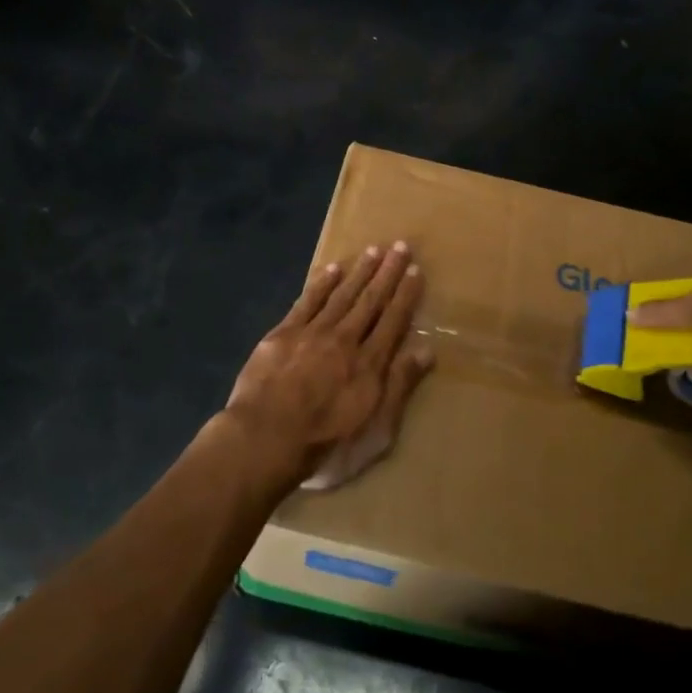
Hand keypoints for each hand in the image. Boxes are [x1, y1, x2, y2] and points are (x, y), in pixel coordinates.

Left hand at [222, 241, 435, 491]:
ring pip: (341, 295)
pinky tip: (332, 269)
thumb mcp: (376, 431)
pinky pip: (307, 302)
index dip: (405, 295)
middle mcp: (345, 340)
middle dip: (387, 273)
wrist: (264, 440)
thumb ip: (400, 387)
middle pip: (370, 301)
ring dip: (359, 272)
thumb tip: (427, 350)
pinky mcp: (282, 335)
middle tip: (400, 246)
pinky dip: (321, 284)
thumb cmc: (326, 446)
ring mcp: (312, 333)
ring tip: (373, 249)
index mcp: (370, 364)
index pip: (393, 321)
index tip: (415, 270)